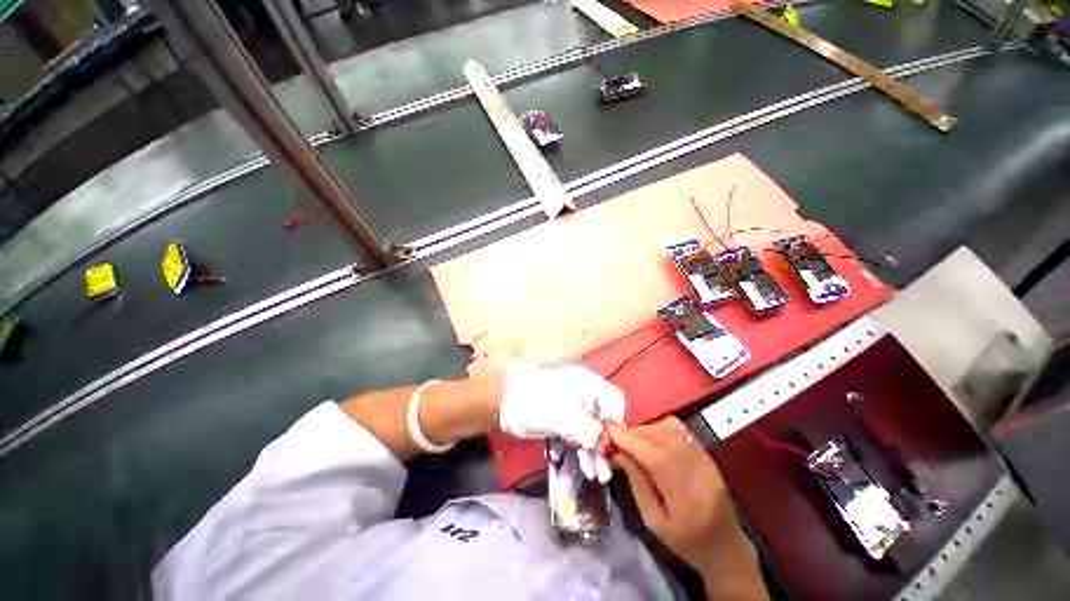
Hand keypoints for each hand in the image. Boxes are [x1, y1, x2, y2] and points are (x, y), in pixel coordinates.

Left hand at [497, 365, 624, 481]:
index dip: (615, 421)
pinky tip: (584, 466)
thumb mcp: (559, 416)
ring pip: (592, 427)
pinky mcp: (563, 417)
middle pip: (603, 416)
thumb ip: (584, 428)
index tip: (610, 445)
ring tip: (596, 474)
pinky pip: (579, 432)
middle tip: (604, 469)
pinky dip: (581, 447)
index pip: (613, 399)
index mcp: (586, 382)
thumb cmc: (532, 404)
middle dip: (605, 443)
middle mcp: (583, 391)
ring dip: (594, 450)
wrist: (502, 403)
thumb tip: (601, 441)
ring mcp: (573, 405)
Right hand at [608, 418, 761, 589]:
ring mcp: (704, 457)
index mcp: (685, 495)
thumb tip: (618, 452)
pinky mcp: (706, 452)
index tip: (607, 427)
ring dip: (644, 429)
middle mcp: (697, 469)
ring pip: (668, 428)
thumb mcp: (653, 521)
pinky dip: (658, 427)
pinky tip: (650, 438)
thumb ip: (637, 482)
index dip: (629, 438)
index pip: (654, 455)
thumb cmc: (685, 541)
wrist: (725, 546)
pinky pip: (678, 429)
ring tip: (631, 440)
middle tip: (613, 437)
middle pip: (660, 437)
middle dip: (632, 432)